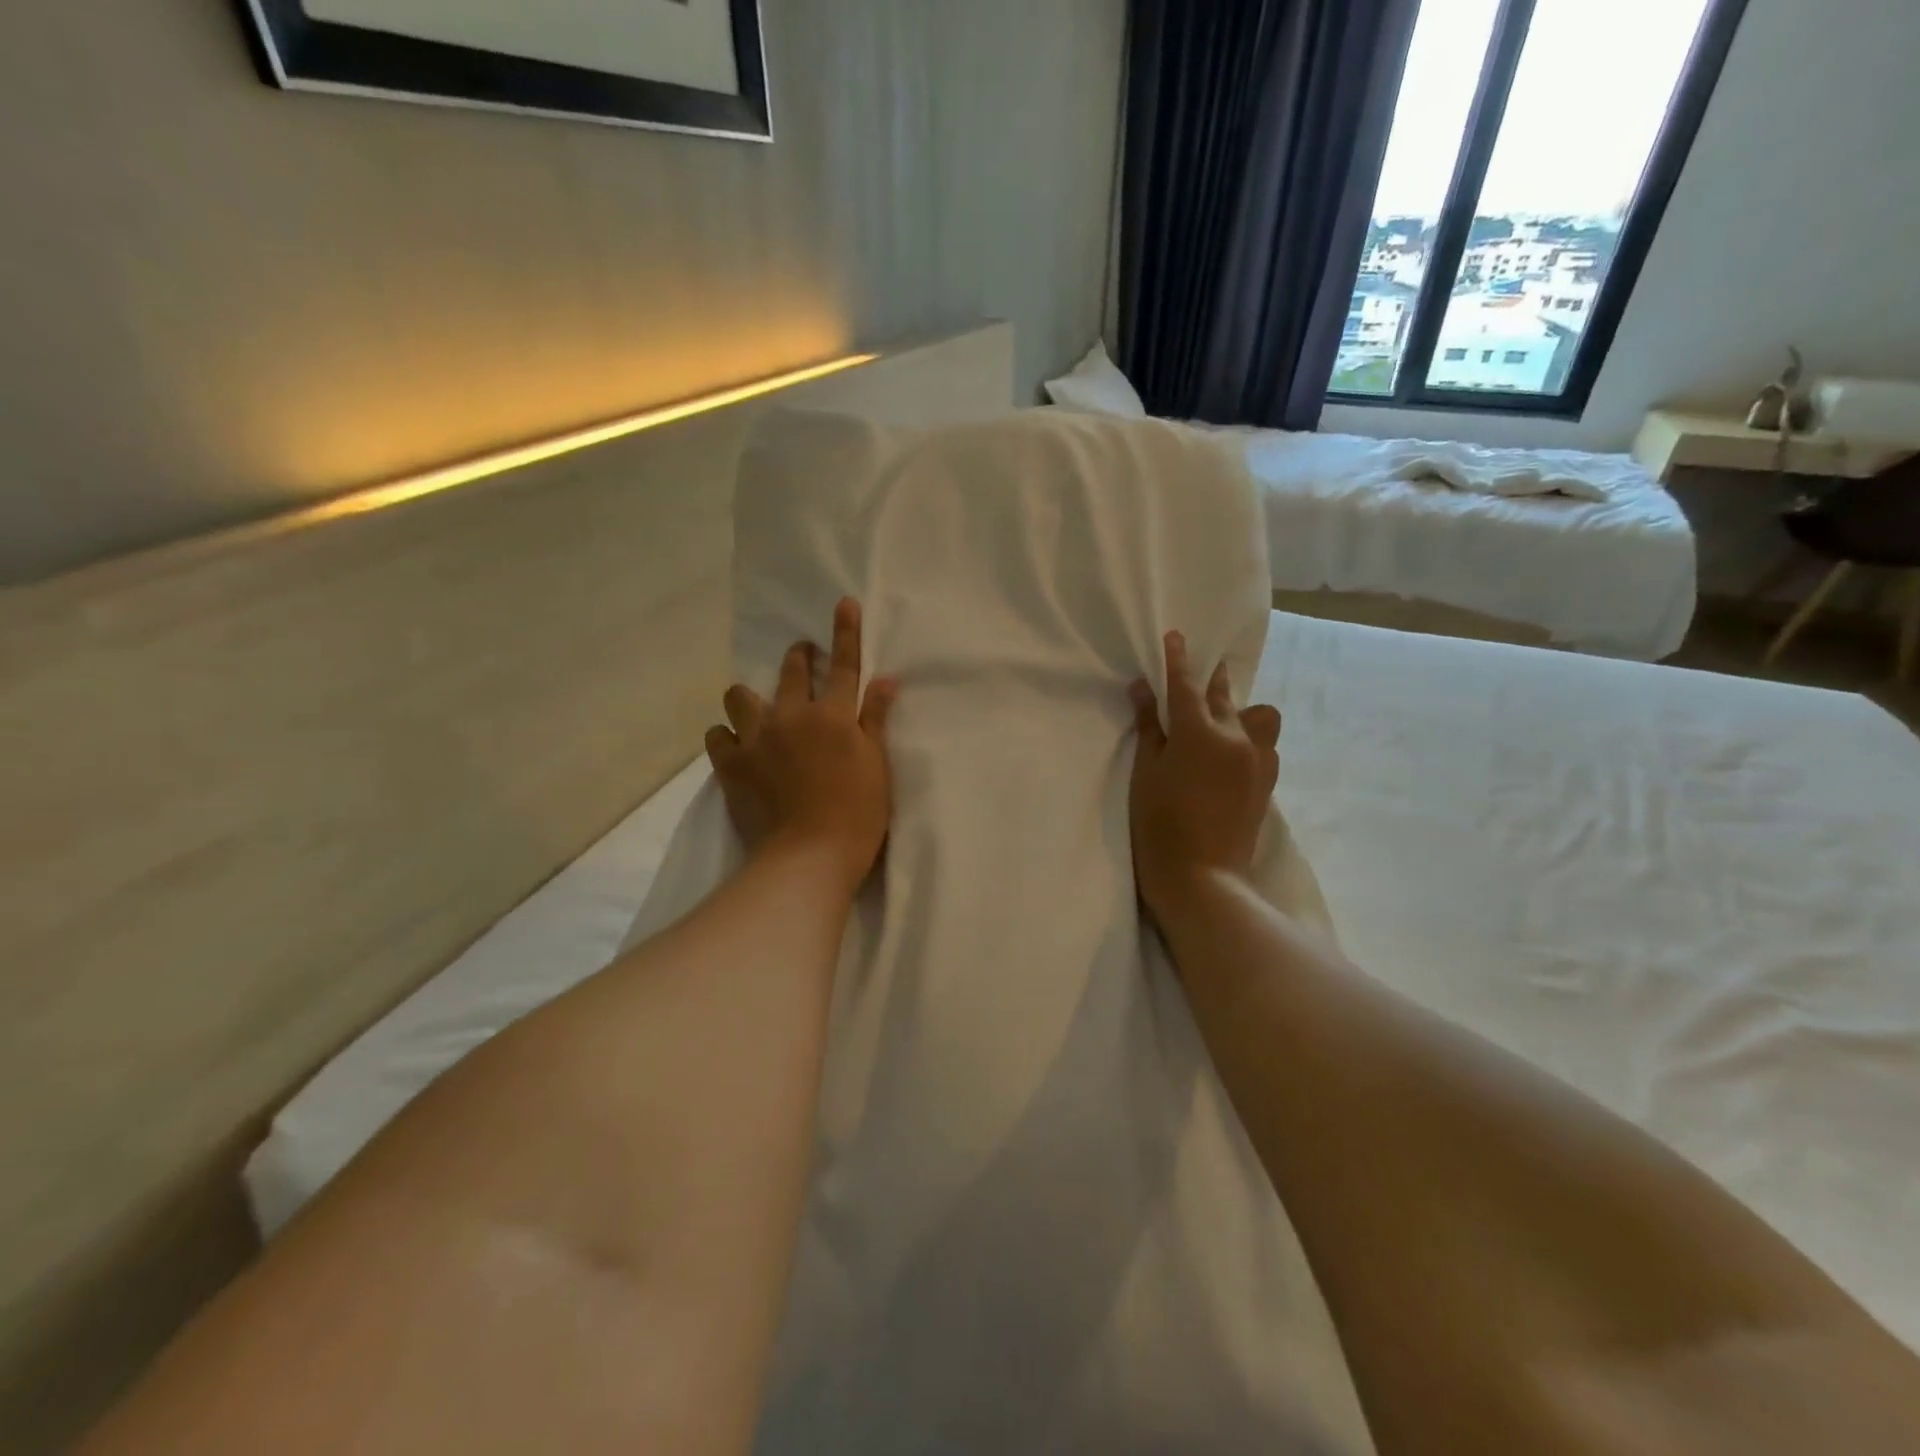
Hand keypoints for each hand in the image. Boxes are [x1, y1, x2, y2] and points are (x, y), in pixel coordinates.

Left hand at [706, 598, 898, 893]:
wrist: (809, 856)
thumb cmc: (857, 815)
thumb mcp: (877, 766)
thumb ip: (876, 720)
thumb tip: (886, 680)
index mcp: (834, 717)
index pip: (844, 666)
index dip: (846, 632)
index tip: (843, 602)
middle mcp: (792, 717)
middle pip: (792, 672)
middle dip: (798, 656)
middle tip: (802, 656)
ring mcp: (757, 739)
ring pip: (740, 697)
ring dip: (750, 698)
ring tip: (756, 710)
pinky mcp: (731, 765)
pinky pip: (717, 735)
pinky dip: (726, 736)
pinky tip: (734, 746)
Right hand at [1128, 630, 1282, 919]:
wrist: (1202, 879)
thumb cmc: (1160, 825)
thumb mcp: (1146, 773)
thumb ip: (1149, 727)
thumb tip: (1145, 689)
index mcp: (1200, 732)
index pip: (1187, 685)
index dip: (1178, 660)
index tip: (1176, 637)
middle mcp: (1237, 737)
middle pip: (1224, 695)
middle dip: (1210, 680)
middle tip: (1198, 673)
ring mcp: (1258, 761)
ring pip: (1258, 717)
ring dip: (1239, 712)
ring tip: (1219, 727)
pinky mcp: (1267, 783)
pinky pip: (1264, 745)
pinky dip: (1249, 739)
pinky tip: (1231, 756)